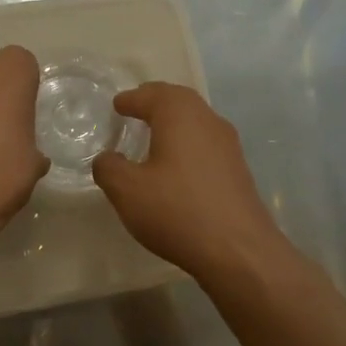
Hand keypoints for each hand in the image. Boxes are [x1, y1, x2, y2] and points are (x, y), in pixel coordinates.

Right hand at [92, 83, 286, 281]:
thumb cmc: (177, 211)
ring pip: (196, 122)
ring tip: (153, 137)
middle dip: (155, 102)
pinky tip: (177, 167)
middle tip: (135, 110)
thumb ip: (109, 168)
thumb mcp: (127, 190)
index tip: (117, 105)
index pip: (150, 95)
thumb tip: (107, 158)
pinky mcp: (238, 170)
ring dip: (174, 124)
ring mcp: (229, 145)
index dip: (130, 100)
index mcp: (179, 115)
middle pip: (179, 101)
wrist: (238, 250)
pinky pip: (206, 145)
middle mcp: (208, 121)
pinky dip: (187, 145)